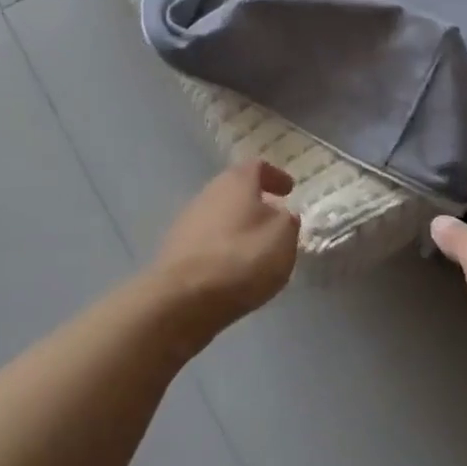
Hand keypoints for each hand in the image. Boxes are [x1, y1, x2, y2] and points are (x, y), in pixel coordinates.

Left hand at [150, 161, 300, 331]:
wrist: (183, 298)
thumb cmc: (241, 259)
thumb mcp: (283, 237)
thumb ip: (288, 220)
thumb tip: (282, 214)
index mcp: (236, 181)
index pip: (258, 167)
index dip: (275, 176)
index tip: (289, 190)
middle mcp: (209, 192)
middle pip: (235, 189)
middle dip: (256, 201)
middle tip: (275, 218)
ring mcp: (188, 219)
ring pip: (221, 214)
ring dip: (239, 224)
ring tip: (256, 246)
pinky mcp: (176, 248)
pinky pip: (208, 239)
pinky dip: (223, 245)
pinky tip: (233, 266)